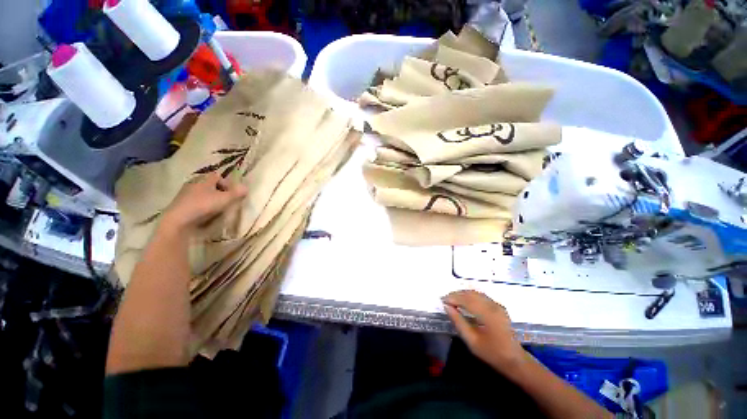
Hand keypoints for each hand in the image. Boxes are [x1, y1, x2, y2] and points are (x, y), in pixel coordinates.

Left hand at [160, 172, 247, 233]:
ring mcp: (185, 194)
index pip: (217, 176)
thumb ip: (237, 193)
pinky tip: (205, 215)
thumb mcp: (225, 199)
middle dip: (219, 192)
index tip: (232, 193)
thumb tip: (246, 187)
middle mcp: (193, 183)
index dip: (227, 183)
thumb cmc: (203, 206)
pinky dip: (202, 206)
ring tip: (217, 209)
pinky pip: (195, 202)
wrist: (178, 221)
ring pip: (202, 193)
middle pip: (210, 185)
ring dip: (210, 199)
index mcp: (203, 179)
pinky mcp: (180, 205)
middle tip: (226, 201)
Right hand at [443, 290, 526, 374]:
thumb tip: (447, 307)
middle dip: (456, 294)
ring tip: (452, 299)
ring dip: (463, 294)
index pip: (467, 300)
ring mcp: (497, 305)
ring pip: (476, 293)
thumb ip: (458, 322)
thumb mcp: (472, 341)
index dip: (453, 298)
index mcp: (488, 315)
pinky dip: (470, 296)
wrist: (514, 360)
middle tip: (445, 299)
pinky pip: (481, 296)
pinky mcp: (498, 306)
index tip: (442, 300)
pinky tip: (463, 300)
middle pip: (471, 294)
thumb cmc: (492, 353)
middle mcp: (493, 306)